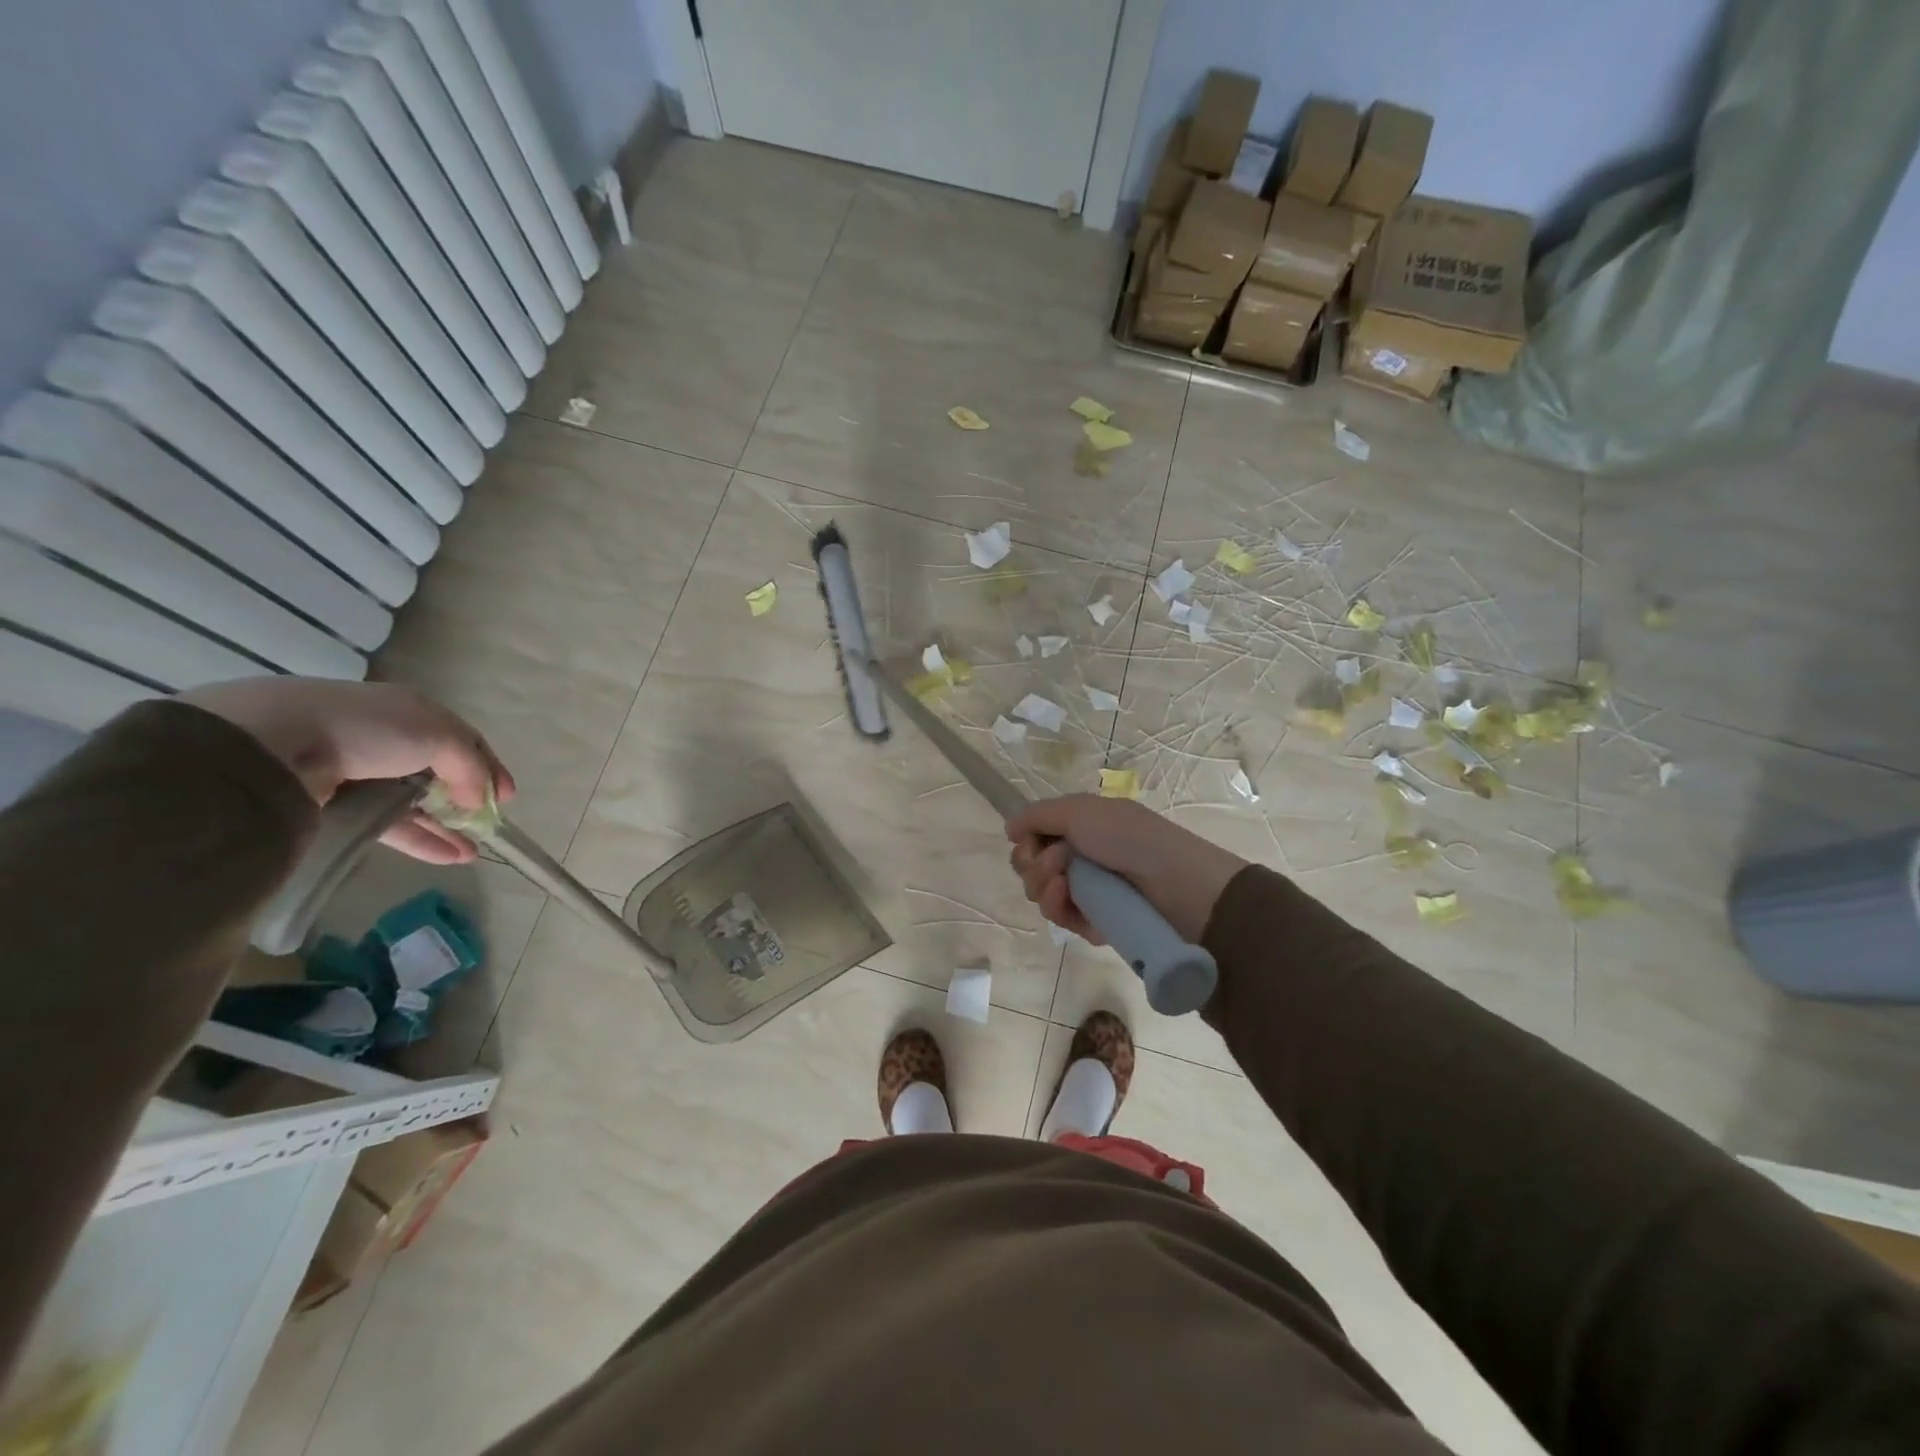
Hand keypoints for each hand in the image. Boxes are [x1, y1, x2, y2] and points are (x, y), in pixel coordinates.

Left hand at [178, 678, 513, 864]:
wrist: (274, 745)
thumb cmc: (371, 728)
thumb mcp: (440, 736)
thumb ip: (470, 767)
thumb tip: (478, 800)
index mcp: (412, 712)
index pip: (462, 741)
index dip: (489, 767)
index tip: (507, 798)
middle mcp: (387, 738)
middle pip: (438, 773)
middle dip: (465, 800)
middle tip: (486, 825)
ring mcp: (359, 772)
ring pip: (412, 803)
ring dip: (444, 827)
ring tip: (471, 853)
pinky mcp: (336, 805)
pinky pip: (387, 825)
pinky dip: (418, 840)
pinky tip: (446, 857)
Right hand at [1006, 795, 1246, 944]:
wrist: (1175, 884)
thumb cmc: (1128, 838)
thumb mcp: (1080, 811)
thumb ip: (1037, 816)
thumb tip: (1008, 826)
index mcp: (1080, 828)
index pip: (1033, 837)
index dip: (1025, 841)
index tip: (1029, 840)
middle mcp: (1080, 858)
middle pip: (1030, 867)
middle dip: (1033, 864)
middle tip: (1058, 861)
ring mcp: (1086, 892)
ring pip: (1040, 895)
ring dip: (1044, 885)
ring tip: (1065, 882)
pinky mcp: (1093, 923)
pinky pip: (1060, 918)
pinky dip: (1058, 907)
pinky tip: (1068, 900)